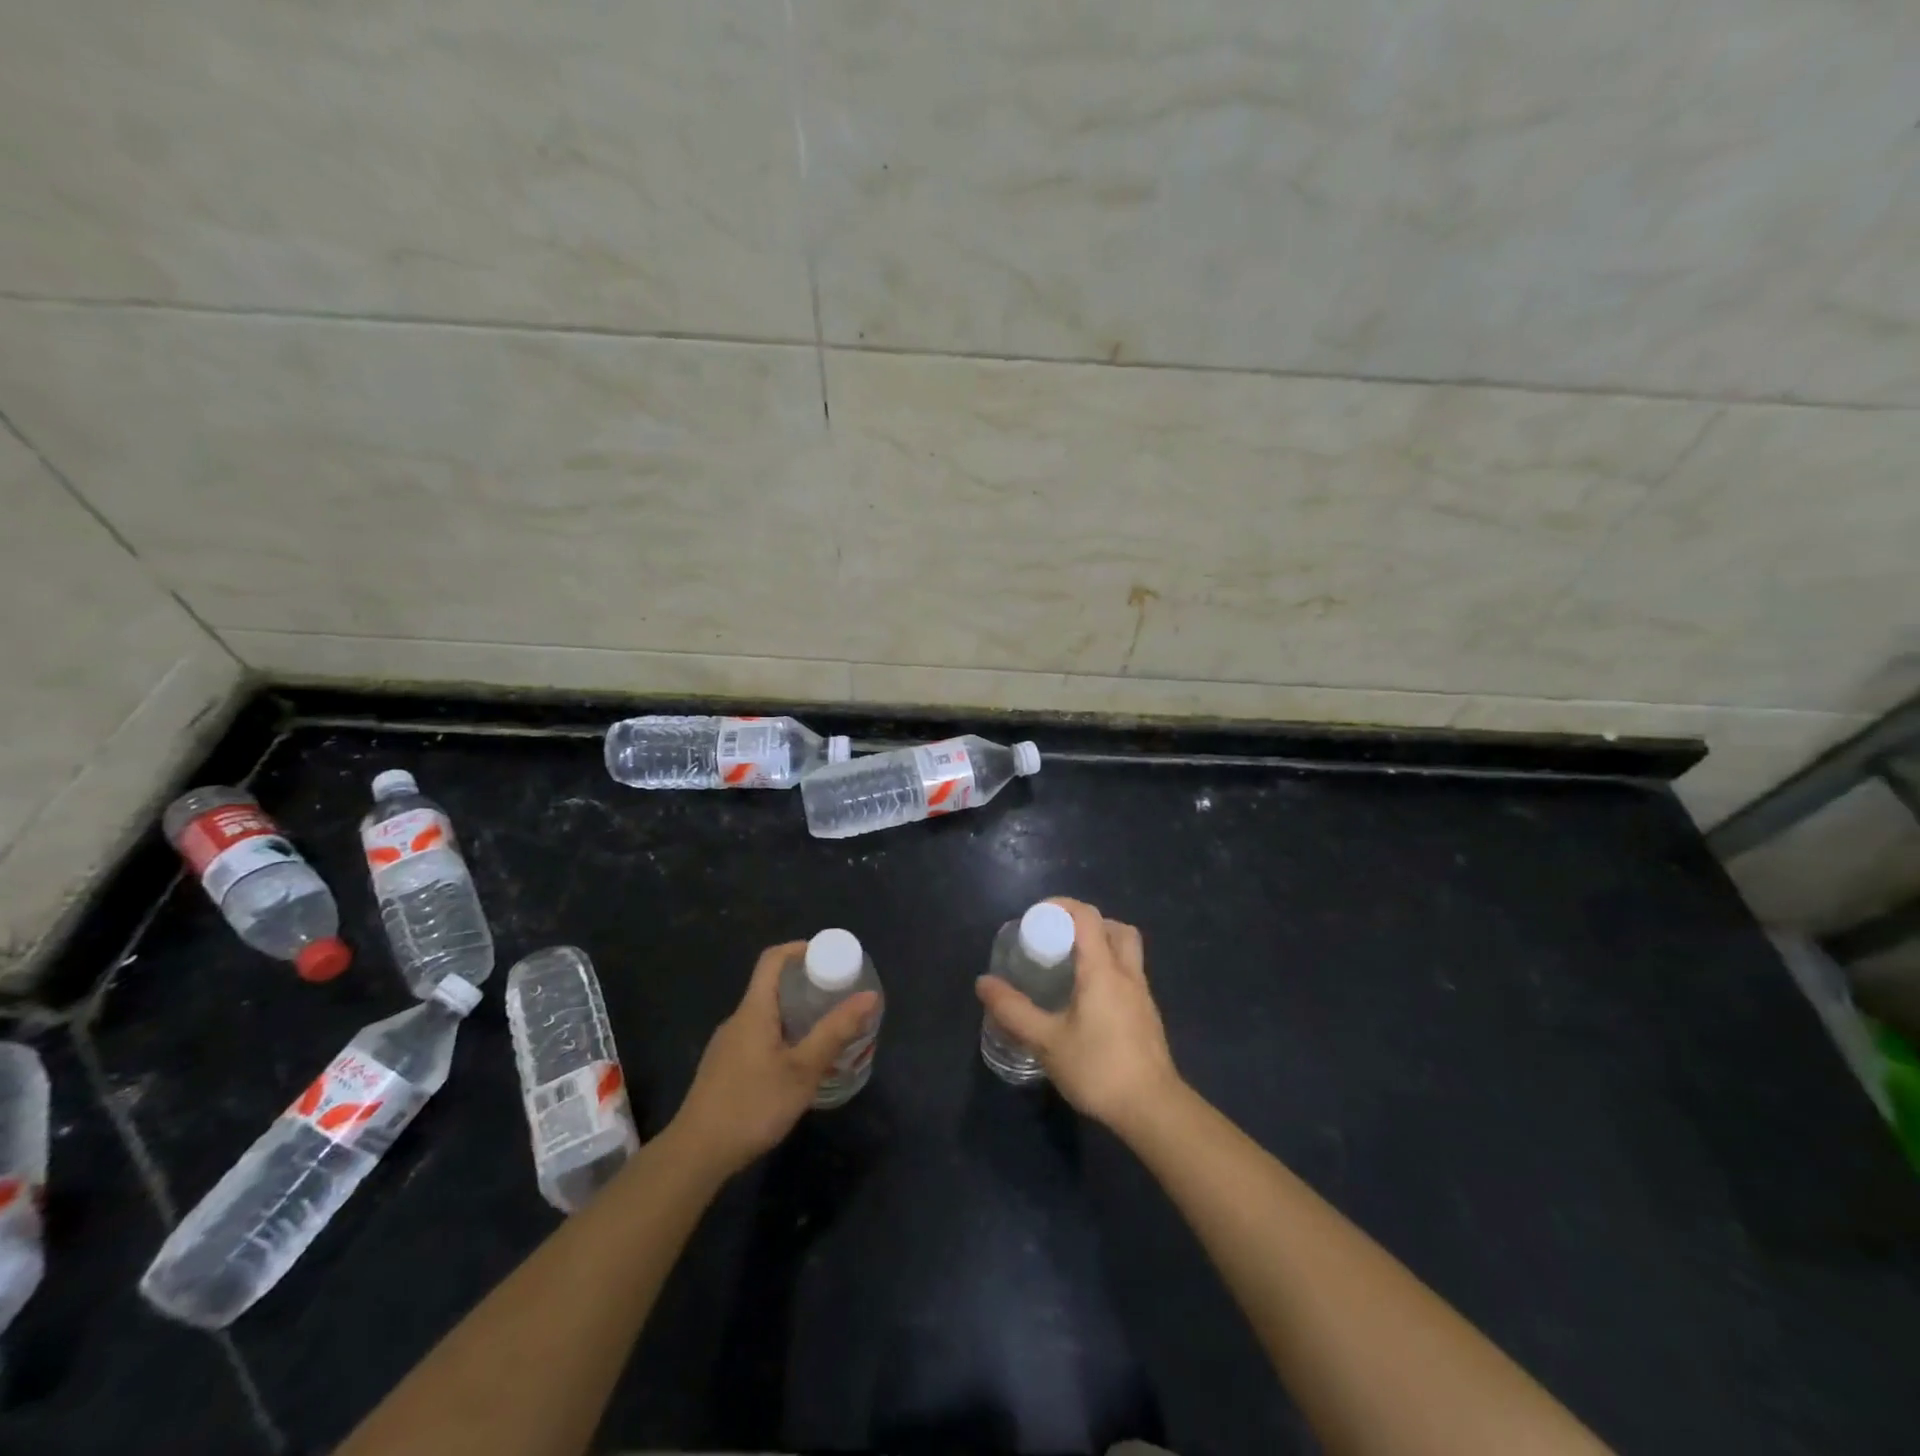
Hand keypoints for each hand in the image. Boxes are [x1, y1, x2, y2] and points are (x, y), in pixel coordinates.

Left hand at [668, 942, 880, 1178]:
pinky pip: (757, 1039)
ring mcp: (727, 1047)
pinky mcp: (723, 1071)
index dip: (799, 949)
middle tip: (837, 999)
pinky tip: (797, 1069)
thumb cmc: (752, 1105)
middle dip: (806, 987)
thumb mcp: (802, 1070)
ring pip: (766, 1017)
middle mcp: (737, 1020)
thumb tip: (869, 995)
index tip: (828, 957)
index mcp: (754, 1010)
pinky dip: (782, 1039)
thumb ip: (835, 1032)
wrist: (695, 1156)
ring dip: (795, 1017)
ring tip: (825, 1034)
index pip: (773, 959)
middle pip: (771, 987)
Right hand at [975, 897, 1180, 1136]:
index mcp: (1102, 970)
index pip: (1087, 917)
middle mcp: (1127, 973)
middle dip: (1088, 923)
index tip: (1037, 916)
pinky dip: (1110, 971)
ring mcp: (1142, 994)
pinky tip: (1089, 1000)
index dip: (1062, 906)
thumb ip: (1013, 1010)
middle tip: (1060, 939)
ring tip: (1072, 967)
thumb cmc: (1097, 1068)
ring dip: (1103, 945)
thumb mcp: (1046, 1041)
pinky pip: (1130, 975)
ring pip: (1127, 951)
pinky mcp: (1148, 1015)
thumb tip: (983, 983)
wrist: (1152, 1109)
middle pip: (1116, 927)